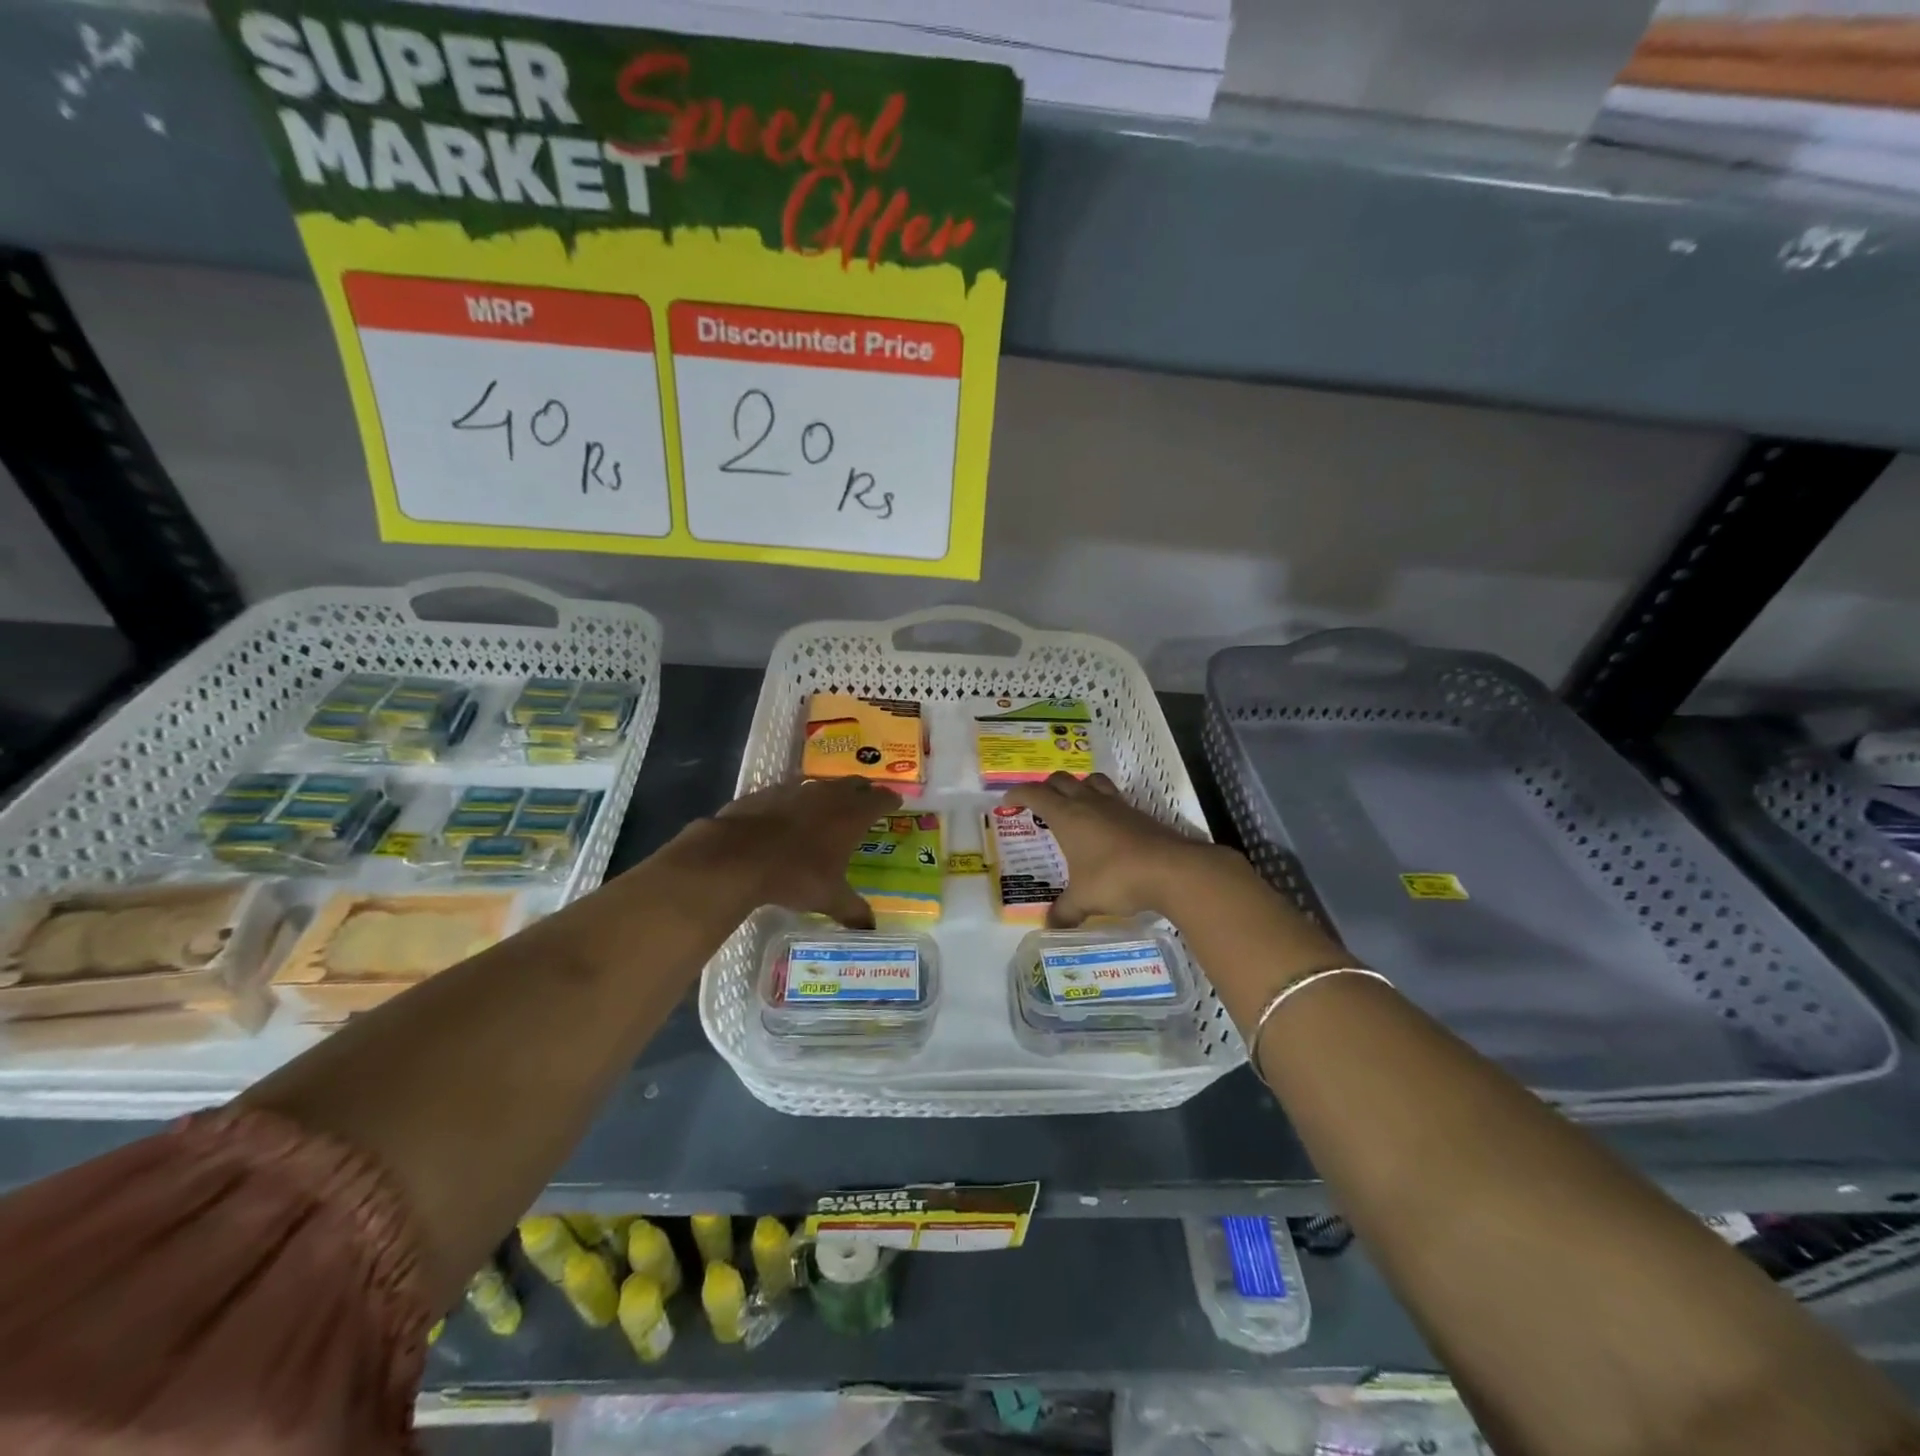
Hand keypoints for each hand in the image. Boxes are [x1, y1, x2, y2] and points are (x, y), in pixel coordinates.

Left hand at [669, 777, 900, 927]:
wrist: (737, 856)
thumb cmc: (794, 875)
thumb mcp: (828, 898)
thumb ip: (852, 910)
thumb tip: (870, 929)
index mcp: (851, 816)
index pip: (880, 799)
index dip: (889, 800)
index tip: (895, 801)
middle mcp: (828, 795)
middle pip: (853, 784)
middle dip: (863, 790)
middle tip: (867, 800)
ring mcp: (796, 790)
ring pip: (822, 784)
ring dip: (830, 792)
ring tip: (830, 805)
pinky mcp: (767, 792)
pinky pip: (790, 791)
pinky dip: (796, 800)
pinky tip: (789, 814)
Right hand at [1004, 772, 1240, 927]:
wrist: (1172, 870)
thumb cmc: (1116, 878)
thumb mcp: (1084, 899)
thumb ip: (1064, 912)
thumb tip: (1049, 927)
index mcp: (1067, 816)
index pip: (1035, 794)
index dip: (1019, 794)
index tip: (1008, 801)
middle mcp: (1089, 803)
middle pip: (1061, 780)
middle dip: (1046, 787)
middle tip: (1038, 804)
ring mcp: (1116, 806)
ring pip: (1091, 781)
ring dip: (1077, 787)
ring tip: (1073, 805)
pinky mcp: (1138, 814)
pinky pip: (1113, 798)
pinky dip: (1102, 804)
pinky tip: (1105, 825)